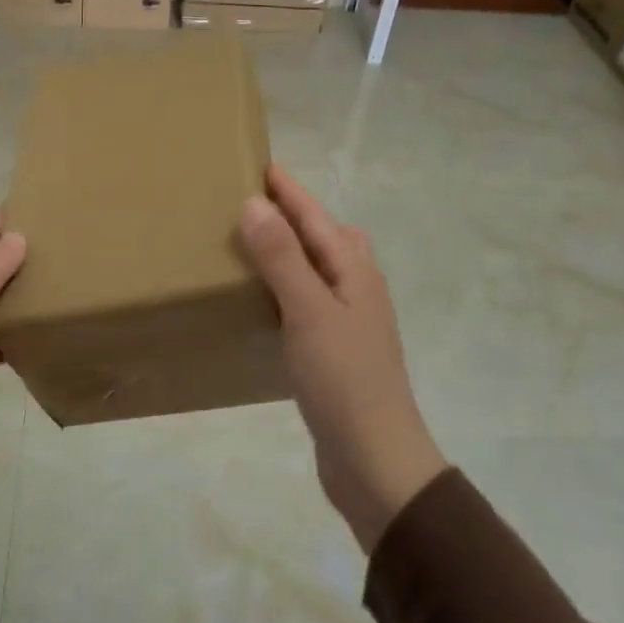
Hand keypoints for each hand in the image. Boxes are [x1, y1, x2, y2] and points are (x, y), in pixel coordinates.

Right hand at [239, 165, 445, 552]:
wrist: (375, 459)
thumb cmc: (344, 380)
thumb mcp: (309, 312)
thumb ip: (282, 258)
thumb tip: (255, 203)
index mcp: (354, 271)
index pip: (316, 216)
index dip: (288, 190)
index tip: (257, 163)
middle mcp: (355, 289)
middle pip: (325, 237)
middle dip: (293, 214)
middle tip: (250, 202)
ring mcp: (347, 321)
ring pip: (316, 270)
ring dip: (288, 251)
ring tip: (249, 244)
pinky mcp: (333, 350)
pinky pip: (306, 302)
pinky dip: (284, 288)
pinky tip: (261, 301)